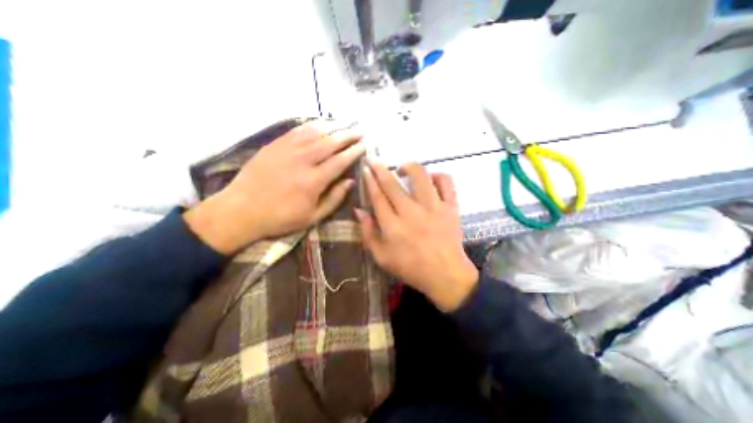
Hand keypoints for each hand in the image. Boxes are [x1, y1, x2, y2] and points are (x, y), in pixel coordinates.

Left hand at [187, 120, 366, 255]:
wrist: (241, 210)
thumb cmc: (280, 218)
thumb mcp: (312, 217)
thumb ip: (334, 199)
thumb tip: (351, 181)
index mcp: (313, 181)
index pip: (340, 161)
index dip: (354, 152)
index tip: (364, 145)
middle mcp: (302, 161)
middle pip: (330, 142)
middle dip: (348, 135)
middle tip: (361, 130)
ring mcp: (287, 150)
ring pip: (315, 132)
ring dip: (334, 126)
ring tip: (347, 122)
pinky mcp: (275, 144)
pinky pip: (298, 130)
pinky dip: (313, 124)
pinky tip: (323, 122)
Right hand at [356, 162, 474, 310]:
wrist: (445, 275)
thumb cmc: (410, 268)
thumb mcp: (381, 257)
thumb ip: (368, 233)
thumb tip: (359, 210)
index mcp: (393, 226)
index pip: (377, 196)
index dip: (370, 180)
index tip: (366, 169)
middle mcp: (411, 212)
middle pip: (393, 184)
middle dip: (380, 169)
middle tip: (375, 160)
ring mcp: (433, 208)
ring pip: (420, 176)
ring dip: (409, 166)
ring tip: (403, 167)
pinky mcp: (451, 207)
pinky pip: (446, 182)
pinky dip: (438, 175)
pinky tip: (430, 178)